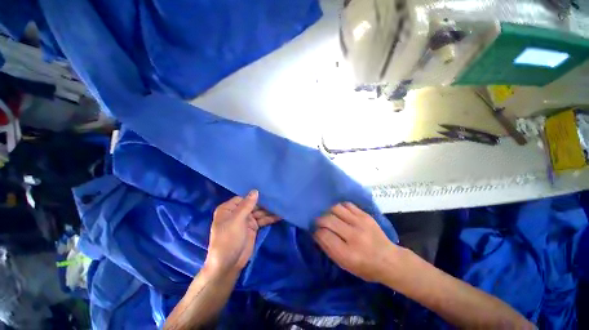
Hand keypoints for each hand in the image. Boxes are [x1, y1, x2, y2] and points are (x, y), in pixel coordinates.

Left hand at [205, 190, 279, 274]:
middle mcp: (237, 213)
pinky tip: (279, 216)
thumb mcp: (236, 220)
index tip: (267, 192)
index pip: (244, 198)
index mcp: (229, 209)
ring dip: (269, 211)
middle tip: (278, 199)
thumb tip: (255, 190)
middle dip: (264, 203)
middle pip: (253, 205)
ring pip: (259, 212)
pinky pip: (262, 220)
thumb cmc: (228, 239)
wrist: (228, 264)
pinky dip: (270, 218)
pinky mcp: (253, 228)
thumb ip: (247, 205)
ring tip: (281, 206)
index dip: (255, 196)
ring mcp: (246, 221)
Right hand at [313, 202, 396, 282]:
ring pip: (336, 208)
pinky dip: (339, 207)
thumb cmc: (366, 267)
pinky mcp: (366, 215)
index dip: (316, 232)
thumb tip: (316, 233)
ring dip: (328, 211)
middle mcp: (354, 236)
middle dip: (319, 220)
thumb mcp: (345, 265)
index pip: (324, 235)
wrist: (390, 260)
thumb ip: (328, 249)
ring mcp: (361, 223)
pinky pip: (347, 205)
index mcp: (348, 254)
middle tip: (318, 223)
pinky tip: (339, 213)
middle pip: (328, 219)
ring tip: (328, 216)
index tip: (315, 232)